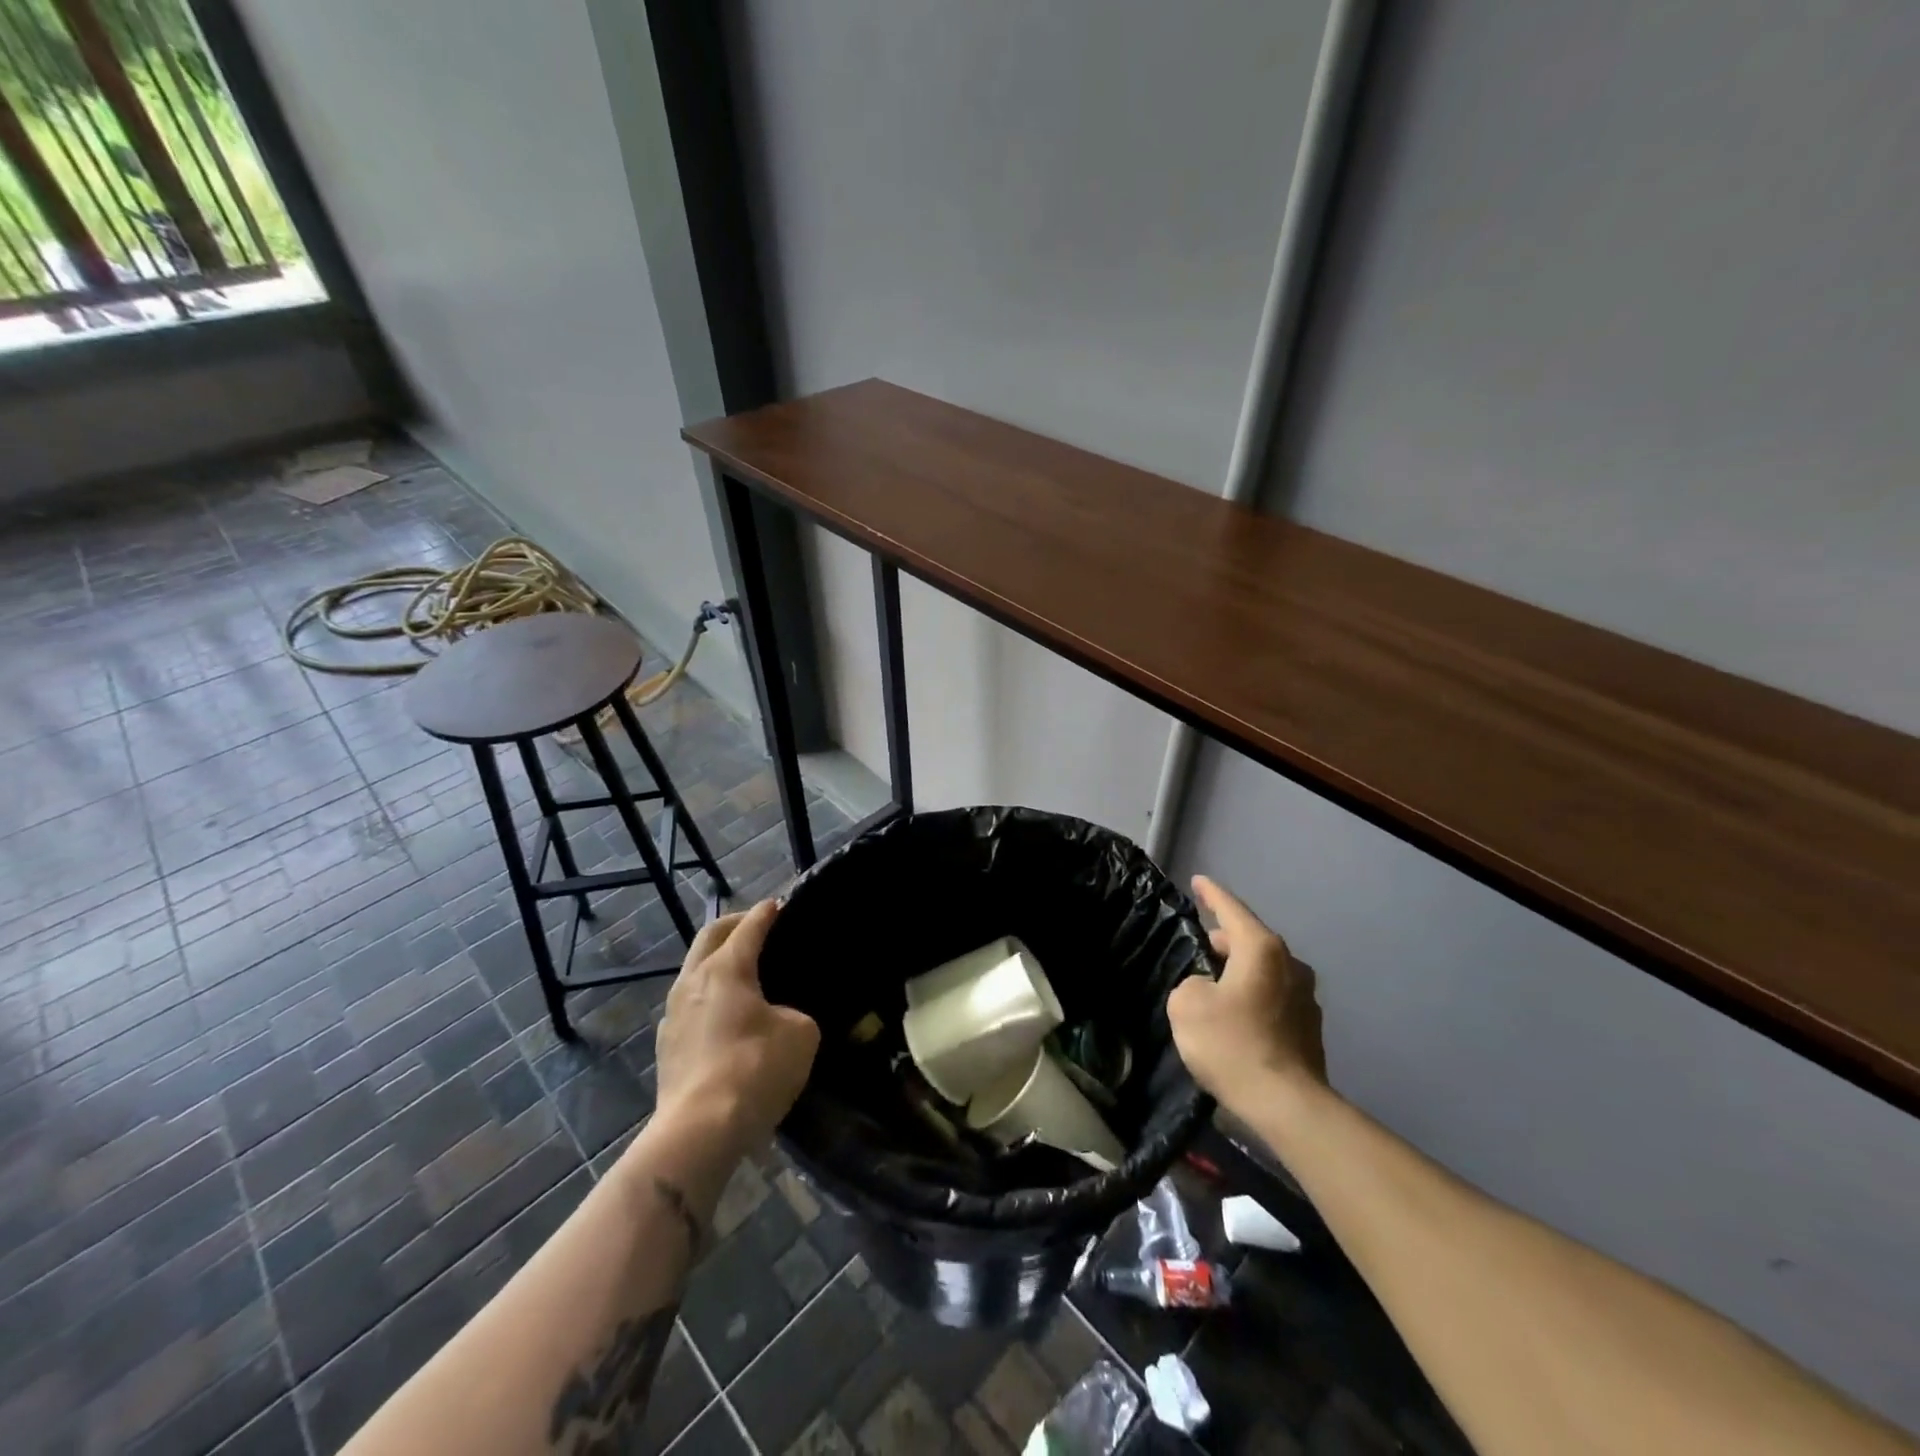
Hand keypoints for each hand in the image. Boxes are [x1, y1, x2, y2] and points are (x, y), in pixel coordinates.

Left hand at [653, 900, 819, 1150]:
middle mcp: (693, 981)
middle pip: (710, 936)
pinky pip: (690, 1004)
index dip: (767, 912)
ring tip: (743, 971)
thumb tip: (780, 1017)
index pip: (749, 927)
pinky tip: (727, 1014)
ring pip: (694, 970)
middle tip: (757, 926)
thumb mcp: (800, 1034)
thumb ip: (793, 1012)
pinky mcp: (667, 1045)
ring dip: (717, 960)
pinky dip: (710, 994)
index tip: (780, 904)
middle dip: (734, 924)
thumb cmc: (755, 1070)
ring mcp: (673, 1013)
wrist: (699, 1132)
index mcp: (727, 968)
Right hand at [1169, 876, 1326, 1114]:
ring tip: (1214, 987)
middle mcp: (1290, 965)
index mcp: (1261, 949)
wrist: (1287, 1105)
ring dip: (1240, 973)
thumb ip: (1191, 983)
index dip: (1211, 894)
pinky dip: (1253, 998)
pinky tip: (1236, 1019)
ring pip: (1263, 971)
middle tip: (1197, 949)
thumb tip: (1208, 988)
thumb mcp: (1186, 1005)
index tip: (1198, 881)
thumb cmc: (1232, 1044)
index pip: (1231, 909)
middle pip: (1249, 941)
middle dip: (1223, 942)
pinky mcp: (1310, 1028)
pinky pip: (1273, 998)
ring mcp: (1306, 998)